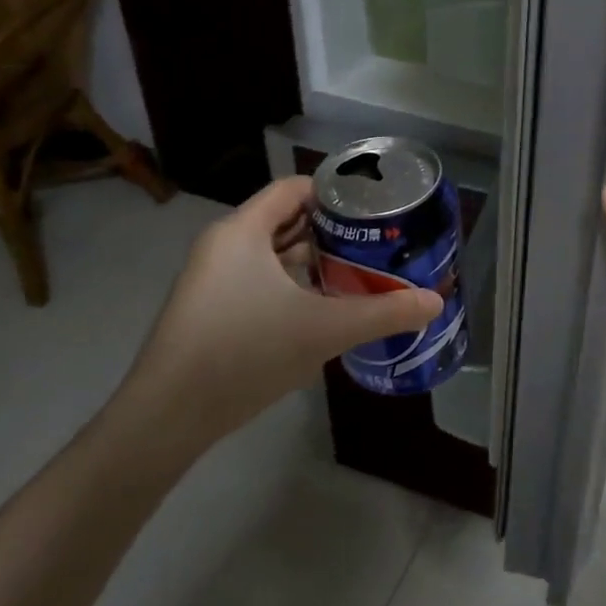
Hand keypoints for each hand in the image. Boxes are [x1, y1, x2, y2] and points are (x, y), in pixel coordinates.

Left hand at [109, 177, 441, 453]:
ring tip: (360, 270)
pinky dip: (292, 285)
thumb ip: (384, 312)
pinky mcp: (211, 311)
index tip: (375, 208)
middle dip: (332, 229)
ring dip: (314, 260)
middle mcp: (223, 246)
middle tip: (378, 241)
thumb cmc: (245, 352)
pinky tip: (324, 307)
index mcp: (242, 231)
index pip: (294, 189)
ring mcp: (212, 280)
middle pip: (285, 220)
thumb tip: (436, 301)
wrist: (169, 416)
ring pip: (273, 255)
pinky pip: (259, 281)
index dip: (336, 192)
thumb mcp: (324, 330)